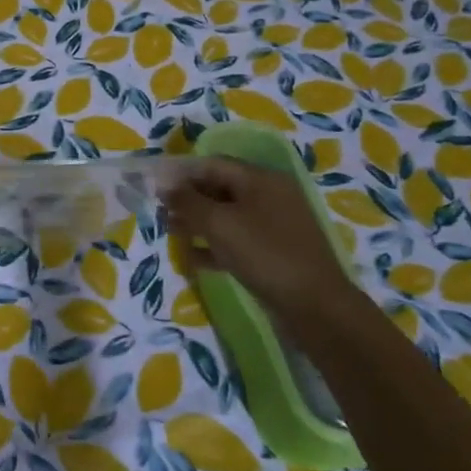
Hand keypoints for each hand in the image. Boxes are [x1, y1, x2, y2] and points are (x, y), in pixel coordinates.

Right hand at [162, 158, 366, 340]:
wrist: (315, 306)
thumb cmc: (264, 253)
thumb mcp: (219, 223)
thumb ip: (188, 201)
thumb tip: (165, 186)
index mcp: (261, 179)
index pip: (213, 164)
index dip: (182, 173)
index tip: (155, 187)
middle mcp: (270, 196)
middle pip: (220, 188)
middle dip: (188, 199)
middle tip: (161, 213)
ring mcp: (274, 225)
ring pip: (227, 215)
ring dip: (198, 222)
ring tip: (172, 233)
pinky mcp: (274, 252)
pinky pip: (237, 240)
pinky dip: (214, 245)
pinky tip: (193, 258)